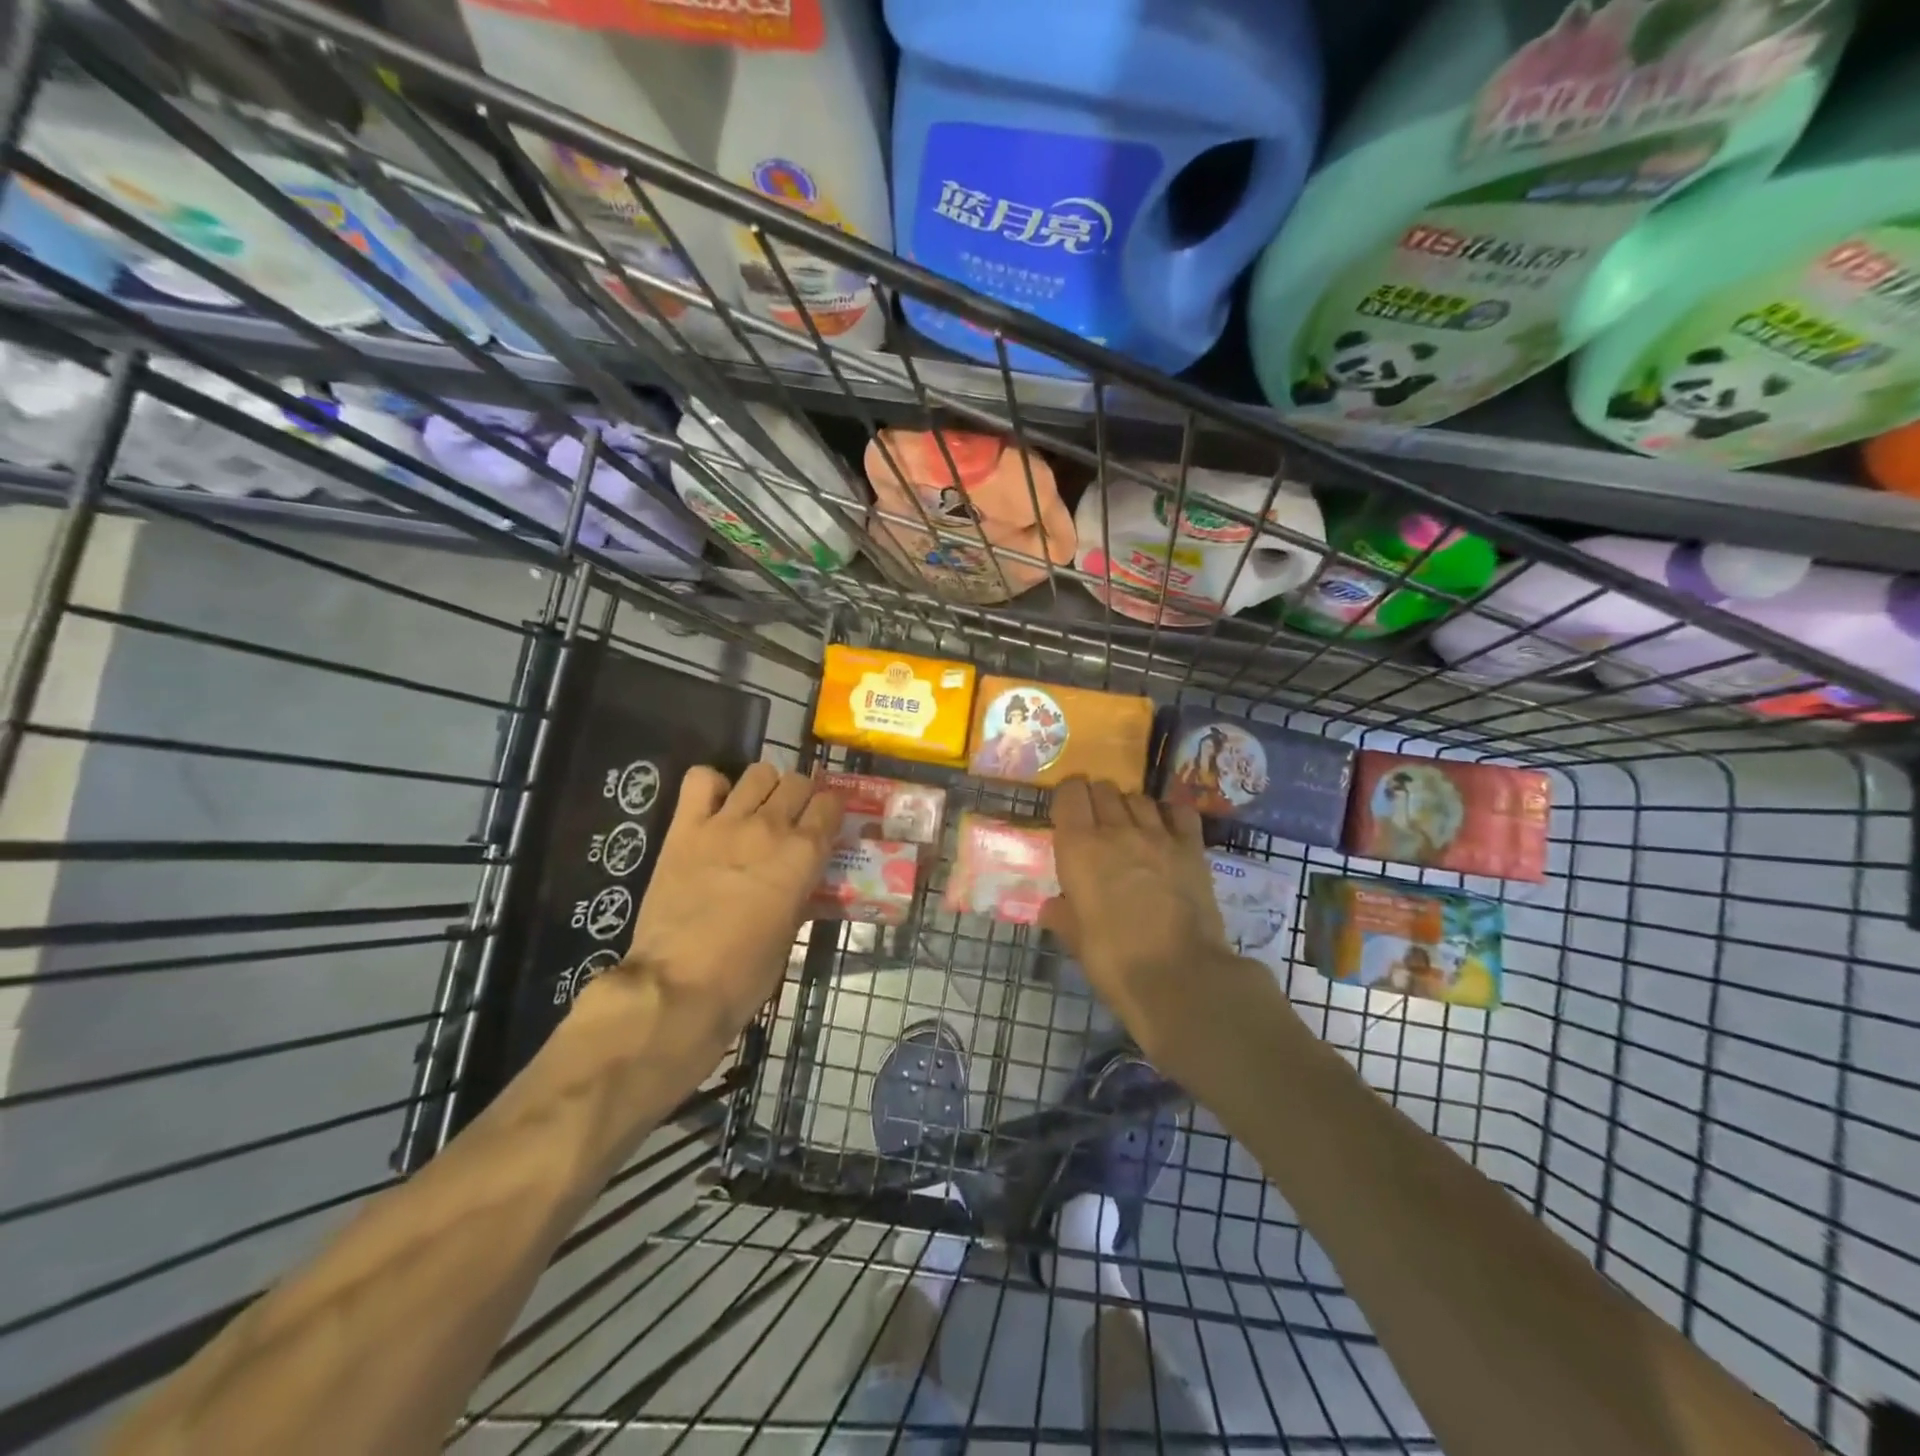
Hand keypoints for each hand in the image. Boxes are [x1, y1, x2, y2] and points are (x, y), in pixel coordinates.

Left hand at [580, 762, 841, 1052]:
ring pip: (758, 773)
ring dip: (764, 787)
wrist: (678, 985)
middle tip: (792, 819)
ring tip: (756, 809)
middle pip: (798, 782)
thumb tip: (800, 878)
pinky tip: (715, 807)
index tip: (825, 824)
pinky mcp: (685, 828)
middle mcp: (770, 827)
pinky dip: (712, 786)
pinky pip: (701, 779)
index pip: (831, 804)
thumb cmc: (745, 972)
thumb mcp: (792, 931)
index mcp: (803, 854)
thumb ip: (800, 891)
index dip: (830, 811)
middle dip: (801, 796)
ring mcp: (725, 823)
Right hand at [1041, 777, 1273, 1065]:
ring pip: (1138, 797)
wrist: (1179, 976)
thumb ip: (1062, 914)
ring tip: (1129, 829)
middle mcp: (1116, 829)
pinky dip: (1168, 814)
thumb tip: (1052, 906)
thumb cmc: (1114, 960)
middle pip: (1103, 789)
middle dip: (1096, 800)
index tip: (1067, 813)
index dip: (1067, 798)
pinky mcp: (1191, 847)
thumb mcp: (1075, 939)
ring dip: (1129, 807)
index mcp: (1078, 847)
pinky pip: (1178, 811)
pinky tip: (1165, 830)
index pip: (1069, 793)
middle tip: (1096, 825)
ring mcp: (1157, 835)